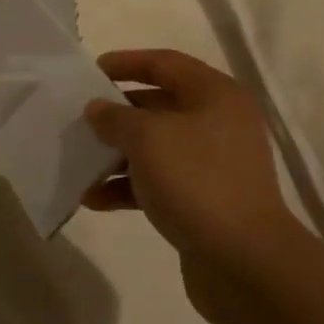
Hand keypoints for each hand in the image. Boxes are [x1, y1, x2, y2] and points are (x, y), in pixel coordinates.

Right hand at [82, 51, 323, 321]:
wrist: (243, 260)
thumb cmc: (196, 181)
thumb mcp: (147, 138)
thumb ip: (116, 117)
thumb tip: (98, 109)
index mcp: (214, 94)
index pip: (165, 63)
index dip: (126, 62)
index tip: (91, 71)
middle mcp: (218, 122)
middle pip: (159, 105)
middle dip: (117, 114)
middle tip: (80, 120)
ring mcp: (213, 164)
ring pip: (156, 148)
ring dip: (117, 155)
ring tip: (80, 164)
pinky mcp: (205, 200)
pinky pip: (160, 182)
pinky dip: (129, 187)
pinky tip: (94, 199)